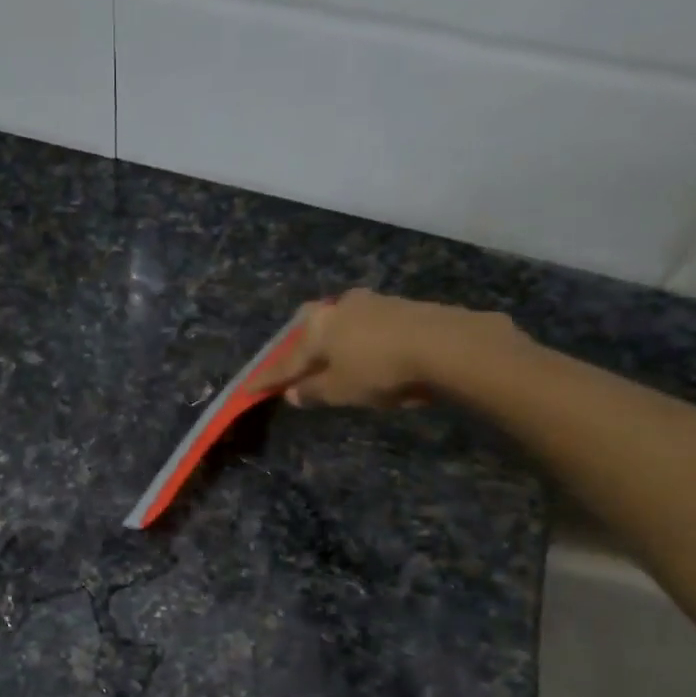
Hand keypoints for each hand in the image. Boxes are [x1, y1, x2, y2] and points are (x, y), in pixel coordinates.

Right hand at [251, 289, 528, 407]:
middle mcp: (340, 308)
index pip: (285, 360)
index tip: (247, 389)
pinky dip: (365, 341)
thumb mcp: (341, 391)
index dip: (267, 379)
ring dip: (337, 342)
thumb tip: (293, 393)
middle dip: (303, 345)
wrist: (448, 345)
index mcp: (318, 328)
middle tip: (300, 364)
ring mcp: (373, 303)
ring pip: (343, 323)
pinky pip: (371, 326)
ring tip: (339, 362)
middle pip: (312, 328)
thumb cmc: (380, 370)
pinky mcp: (403, 306)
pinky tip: (373, 354)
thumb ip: (314, 391)